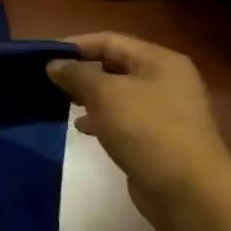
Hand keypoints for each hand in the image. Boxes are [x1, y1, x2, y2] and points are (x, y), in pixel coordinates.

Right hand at [46, 33, 230, 230]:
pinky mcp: (157, 136)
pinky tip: (82, 128)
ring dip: (87, 96)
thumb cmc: (146, 130)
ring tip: (60, 103)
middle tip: (47, 81)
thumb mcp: (105, 94)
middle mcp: (164, 79)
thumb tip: (54, 65)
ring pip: (115, 92)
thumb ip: (76, 74)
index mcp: (159, 61)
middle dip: (79, 71)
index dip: (74, 45)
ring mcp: (163, 109)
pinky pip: (122, 117)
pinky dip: (99, 118)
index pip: (108, 40)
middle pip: (113, 64)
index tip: (42, 57)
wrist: (188, 190)